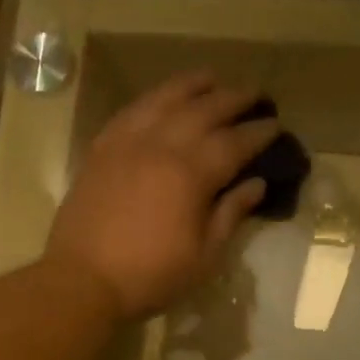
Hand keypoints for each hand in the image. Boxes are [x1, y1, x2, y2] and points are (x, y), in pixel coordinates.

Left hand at [46, 72, 275, 321]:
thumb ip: (230, 214)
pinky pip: (132, 111)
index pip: (235, 142)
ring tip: (211, 79)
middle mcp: (162, 145)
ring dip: (193, 86)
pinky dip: (153, 99)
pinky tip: (162, 99)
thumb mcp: (203, 257)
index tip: (276, 125)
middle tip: (255, 96)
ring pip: (166, 99)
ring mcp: (127, 142)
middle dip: (234, 99)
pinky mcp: (102, 148)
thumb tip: (256, 183)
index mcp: (192, 174)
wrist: (82, 280)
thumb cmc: (150, 276)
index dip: (259, 132)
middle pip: (204, 110)